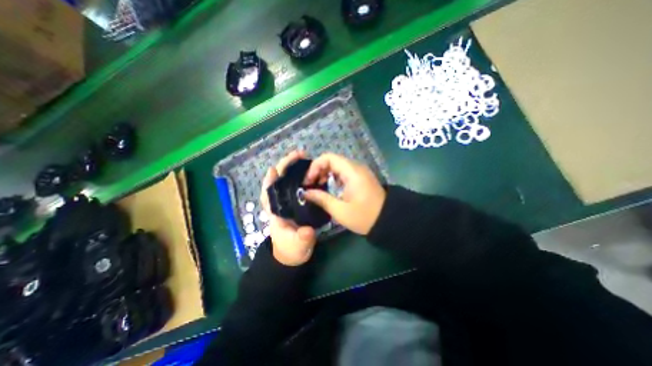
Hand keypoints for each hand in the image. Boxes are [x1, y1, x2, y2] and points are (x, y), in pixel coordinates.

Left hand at [261, 150, 320, 267]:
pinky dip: (303, 176)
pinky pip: (298, 186)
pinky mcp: (297, 202)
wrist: (294, 253)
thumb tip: (307, 231)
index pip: (268, 193)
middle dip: (285, 167)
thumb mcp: (297, 245)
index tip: (274, 169)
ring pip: (288, 181)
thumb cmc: (291, 249)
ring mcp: (289, 201)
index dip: (269, 180)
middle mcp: (280, 203)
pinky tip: (311, 171)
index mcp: (276, 212)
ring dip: (294, 168)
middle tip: (299, 155)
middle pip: (279, 181)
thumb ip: (302, 238)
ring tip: (305, 158)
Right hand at [303, 152, 381, 234]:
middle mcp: (356, 167)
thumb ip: (321, 199)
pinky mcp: (361, 178)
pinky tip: (330, 188)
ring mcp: (359, 172)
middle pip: (332, 160)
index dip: (315, 166)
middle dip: (319, 170)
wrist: (388, 220)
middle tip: (311, 184)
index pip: (328, 158)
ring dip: (326, 173)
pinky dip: (334, 177)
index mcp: (351, 172)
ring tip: (318, 186)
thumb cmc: (364, 216)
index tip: (309, 180)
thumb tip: (306, 193)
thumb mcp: (340, 210)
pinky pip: (344, 172)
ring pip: (338, 166)